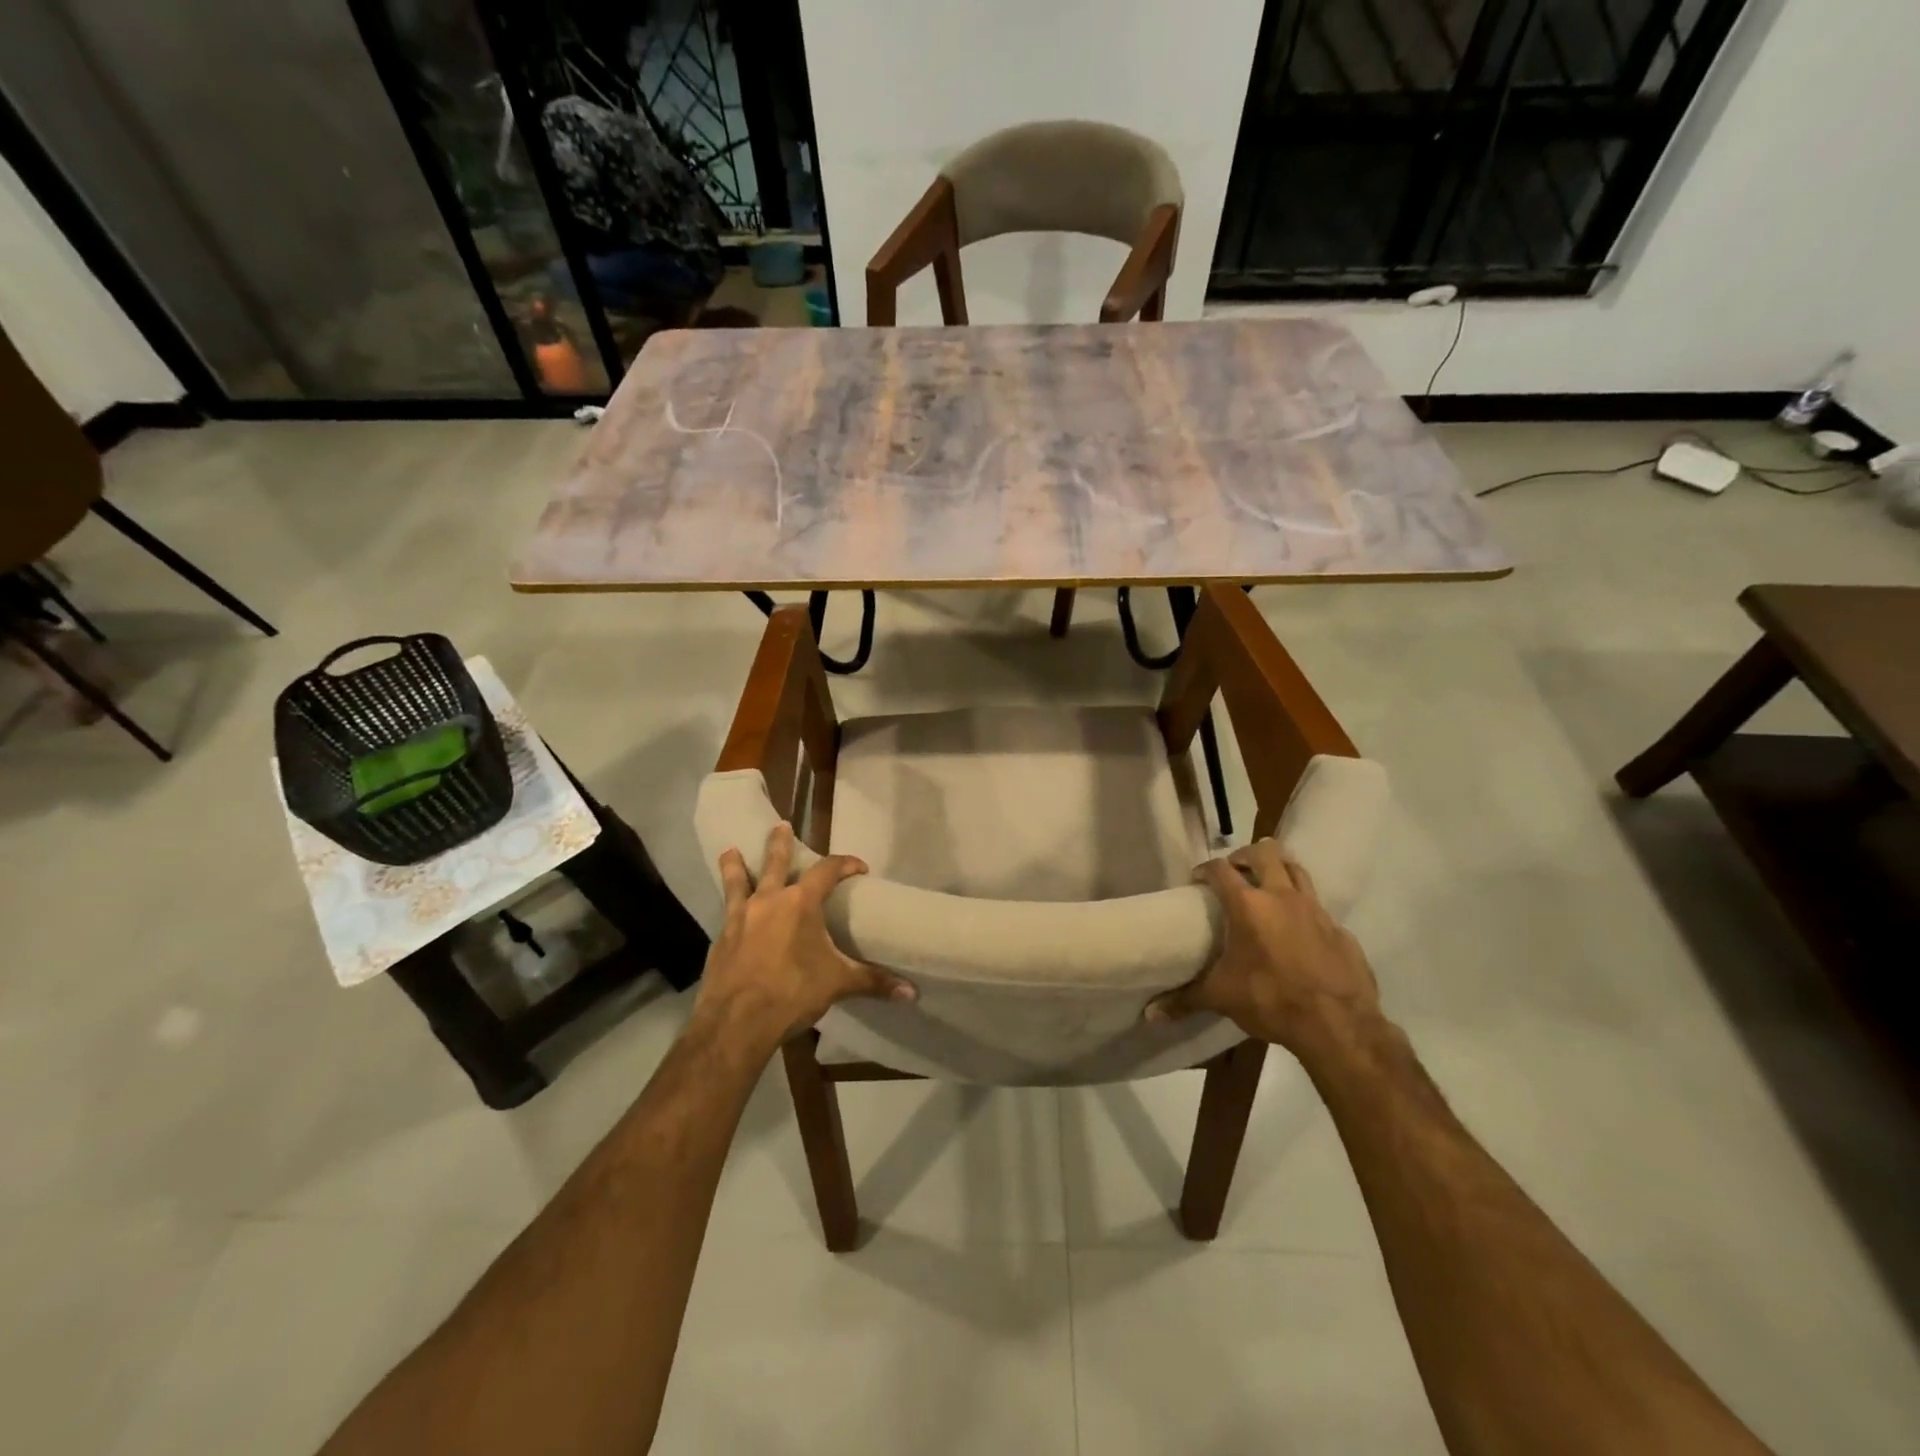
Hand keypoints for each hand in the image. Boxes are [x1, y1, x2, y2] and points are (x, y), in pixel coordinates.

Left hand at [693, 822, 914, 1052]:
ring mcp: (740, 918)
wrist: (737, 1021)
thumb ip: (873, 982)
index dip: (845, 864)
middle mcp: (768, 901)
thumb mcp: (838, 984)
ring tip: (730, 851)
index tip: (859, 867)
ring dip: (735, 865)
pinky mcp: (721, 939)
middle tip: (779, 826)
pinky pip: (726, 913)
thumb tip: (912, 992)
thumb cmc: (793, 993)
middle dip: (779, 843)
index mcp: (800, 903)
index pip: (827, 870)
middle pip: (774, 862)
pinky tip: (730, 913)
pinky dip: (730, 906)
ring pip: (737, 881)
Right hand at [1146, 838, 1379, 1055]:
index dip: (1206, 869)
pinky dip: (1304, 910)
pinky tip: (1299, 932)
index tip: (1198, 881)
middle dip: (1246, 856)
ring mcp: (1315, 910)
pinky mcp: (1340, 930)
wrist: (1338, 1026)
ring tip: (1268, 887)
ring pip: (1297, 869)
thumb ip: (1185, 999)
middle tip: (1236, 872)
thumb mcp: (1221, 998)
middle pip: (1265, 852)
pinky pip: (1319, 907)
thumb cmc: (1271, 1000)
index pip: (1220, 869)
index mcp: (1248, 905)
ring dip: (1279, 871)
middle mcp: (1282, 896)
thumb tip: (1150, 1014)